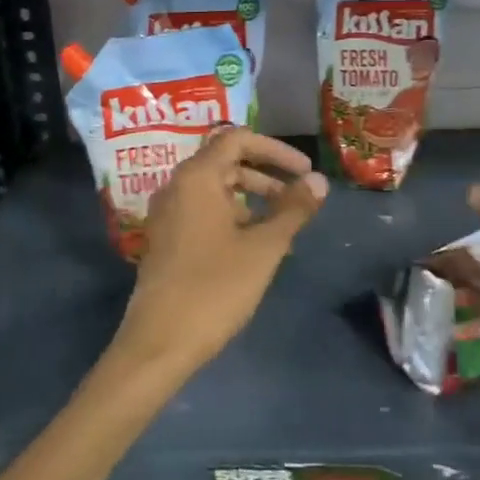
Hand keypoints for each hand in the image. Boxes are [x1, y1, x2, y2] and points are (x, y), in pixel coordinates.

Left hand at [109, 129, 327, 377]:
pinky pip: (203, 212)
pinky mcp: (166, 239)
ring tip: (283, 229)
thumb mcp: (263, 248)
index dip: (275, 149)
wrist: (160, 341)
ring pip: (215, 190)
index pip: (237, 139)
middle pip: (226, 162)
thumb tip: (319, 181)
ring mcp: (167, 214)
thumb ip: (293, 210)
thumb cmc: (215, 287)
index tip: (304, 171)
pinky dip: (232, 218)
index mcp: (197, 177)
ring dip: (252, 200)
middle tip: (298, 200)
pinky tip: (255, 247)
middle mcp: (177, 186)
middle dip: (266, 176)